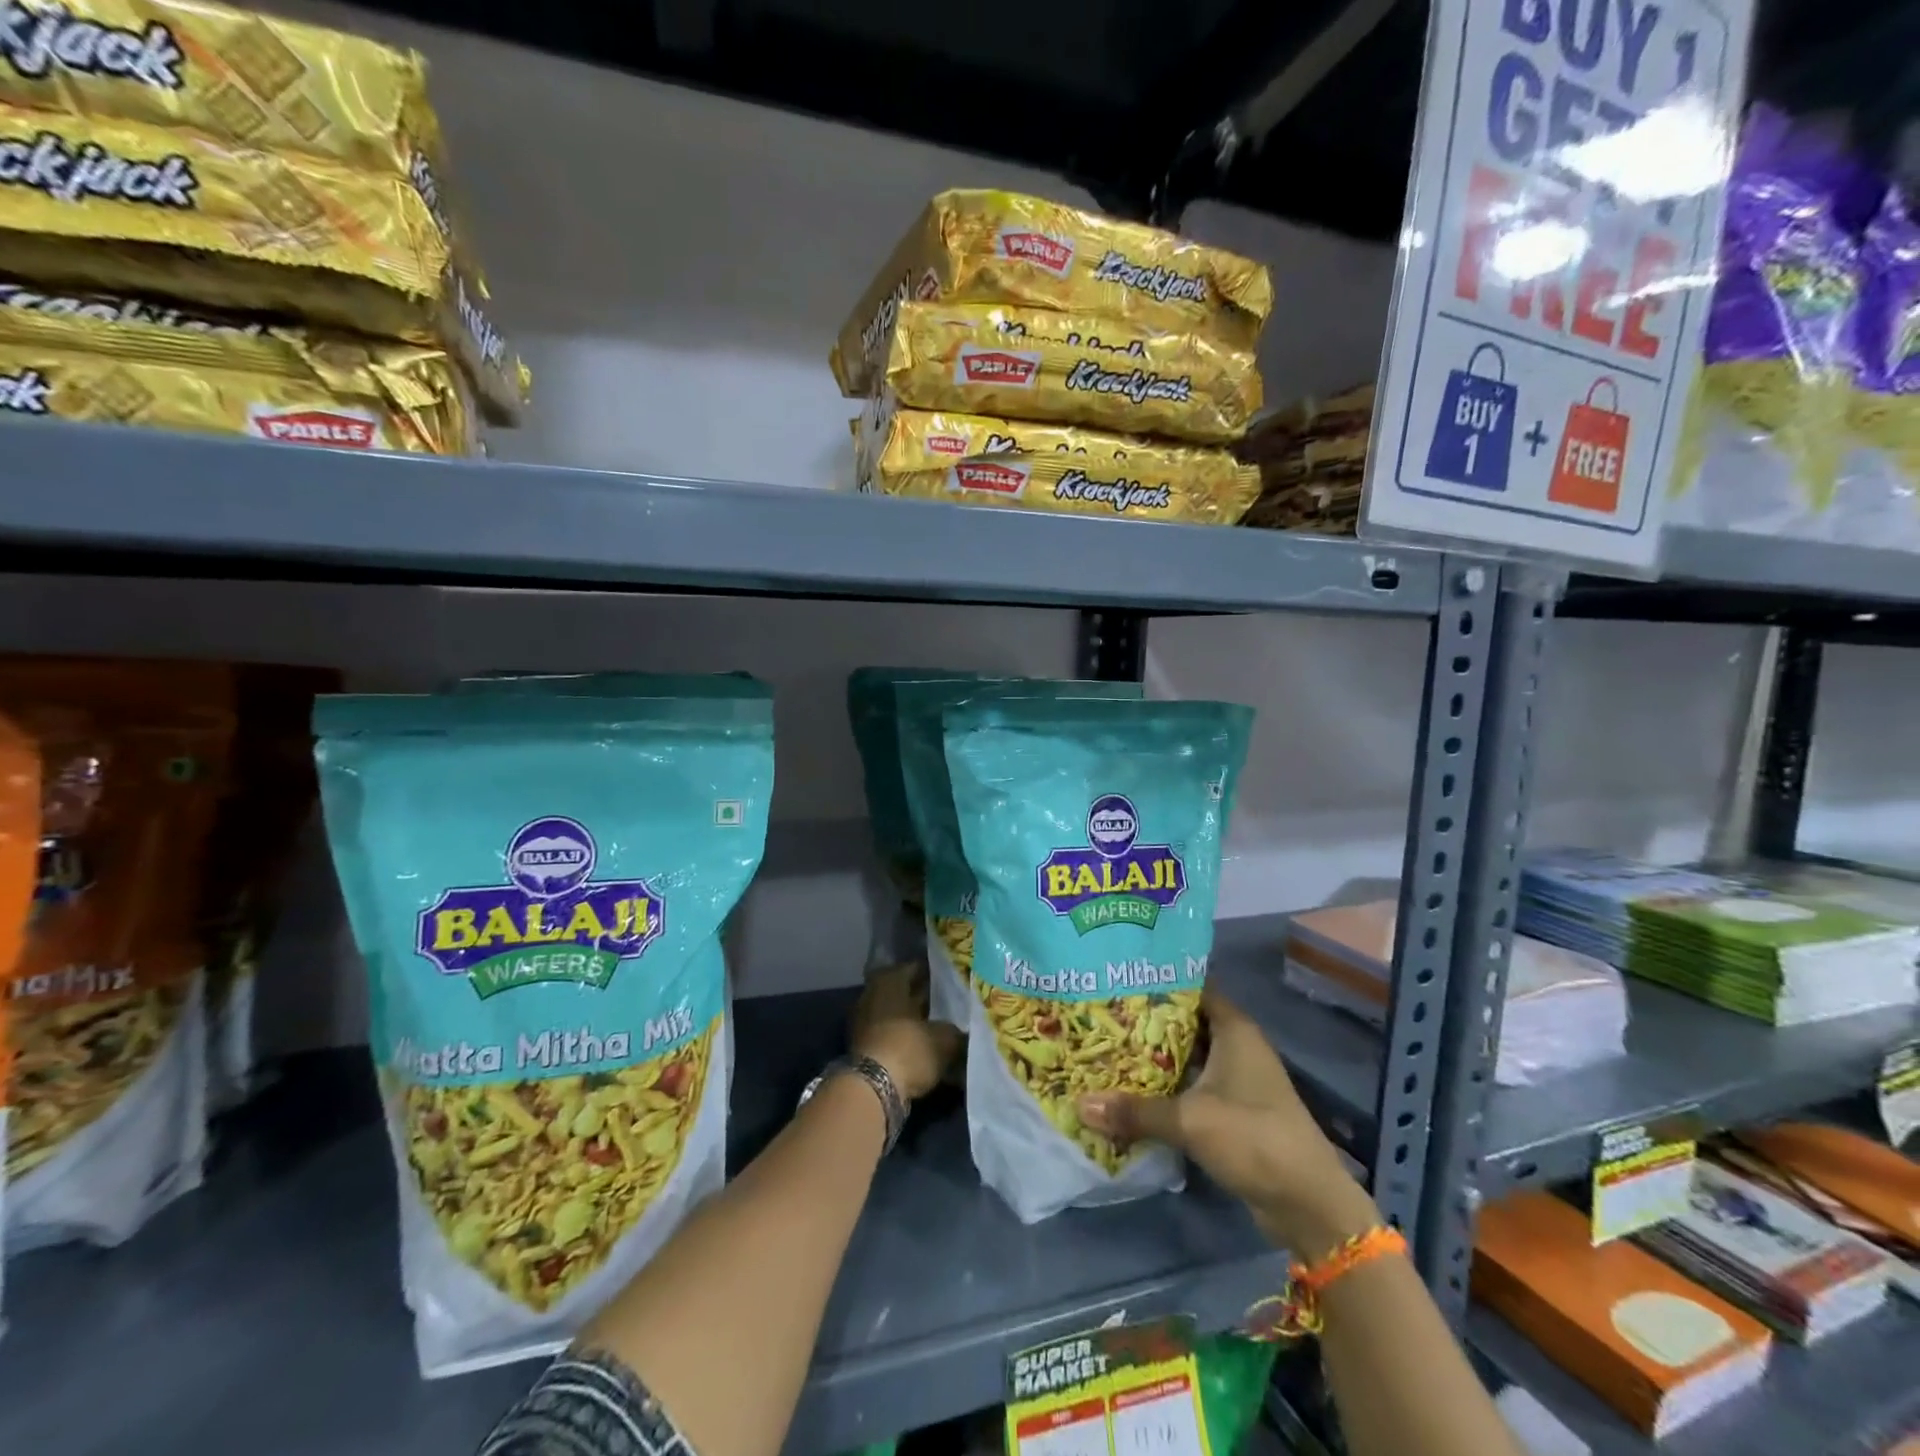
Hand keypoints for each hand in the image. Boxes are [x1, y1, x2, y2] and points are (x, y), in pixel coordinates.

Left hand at [850, 962, 961, 1101]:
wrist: (872, 1090)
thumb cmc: (909, 1049)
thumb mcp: (944, 1039)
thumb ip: (956, 1031)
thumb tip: (965, 1032)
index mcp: (890, 981)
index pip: (916, 968)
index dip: (936, 974)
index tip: (954, 980)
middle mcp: (873, 995)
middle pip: (904, 992)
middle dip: (926, 999)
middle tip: (952, 1004)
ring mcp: (865, 1022)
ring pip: (898, 1015)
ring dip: (917, 1022)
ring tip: (944, 1028)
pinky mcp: (864, 1048)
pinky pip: (891, 1036)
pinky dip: (907, 1040)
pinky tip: (928, 1049)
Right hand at [1077, 989, 1379, 1258]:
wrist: (1309, 1204)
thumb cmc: (1253, 1138)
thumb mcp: (1190, 1121)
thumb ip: (1135, 1111)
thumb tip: (1080, 1104)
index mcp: (1234, 1029)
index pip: (1192, 988)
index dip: (1158, 981)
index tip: (1118, 978)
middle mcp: (1237, 1046)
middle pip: (1186, 1022)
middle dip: (1147, 1020)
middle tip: (1102, 1013)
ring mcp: (1237, 1079)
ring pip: (1188, 1056)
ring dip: (1155, 1057)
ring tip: (1107, 1047)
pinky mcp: (1234, 1111)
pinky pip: (1192, 1086)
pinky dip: (1167, 1086)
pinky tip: (1133, 1090)